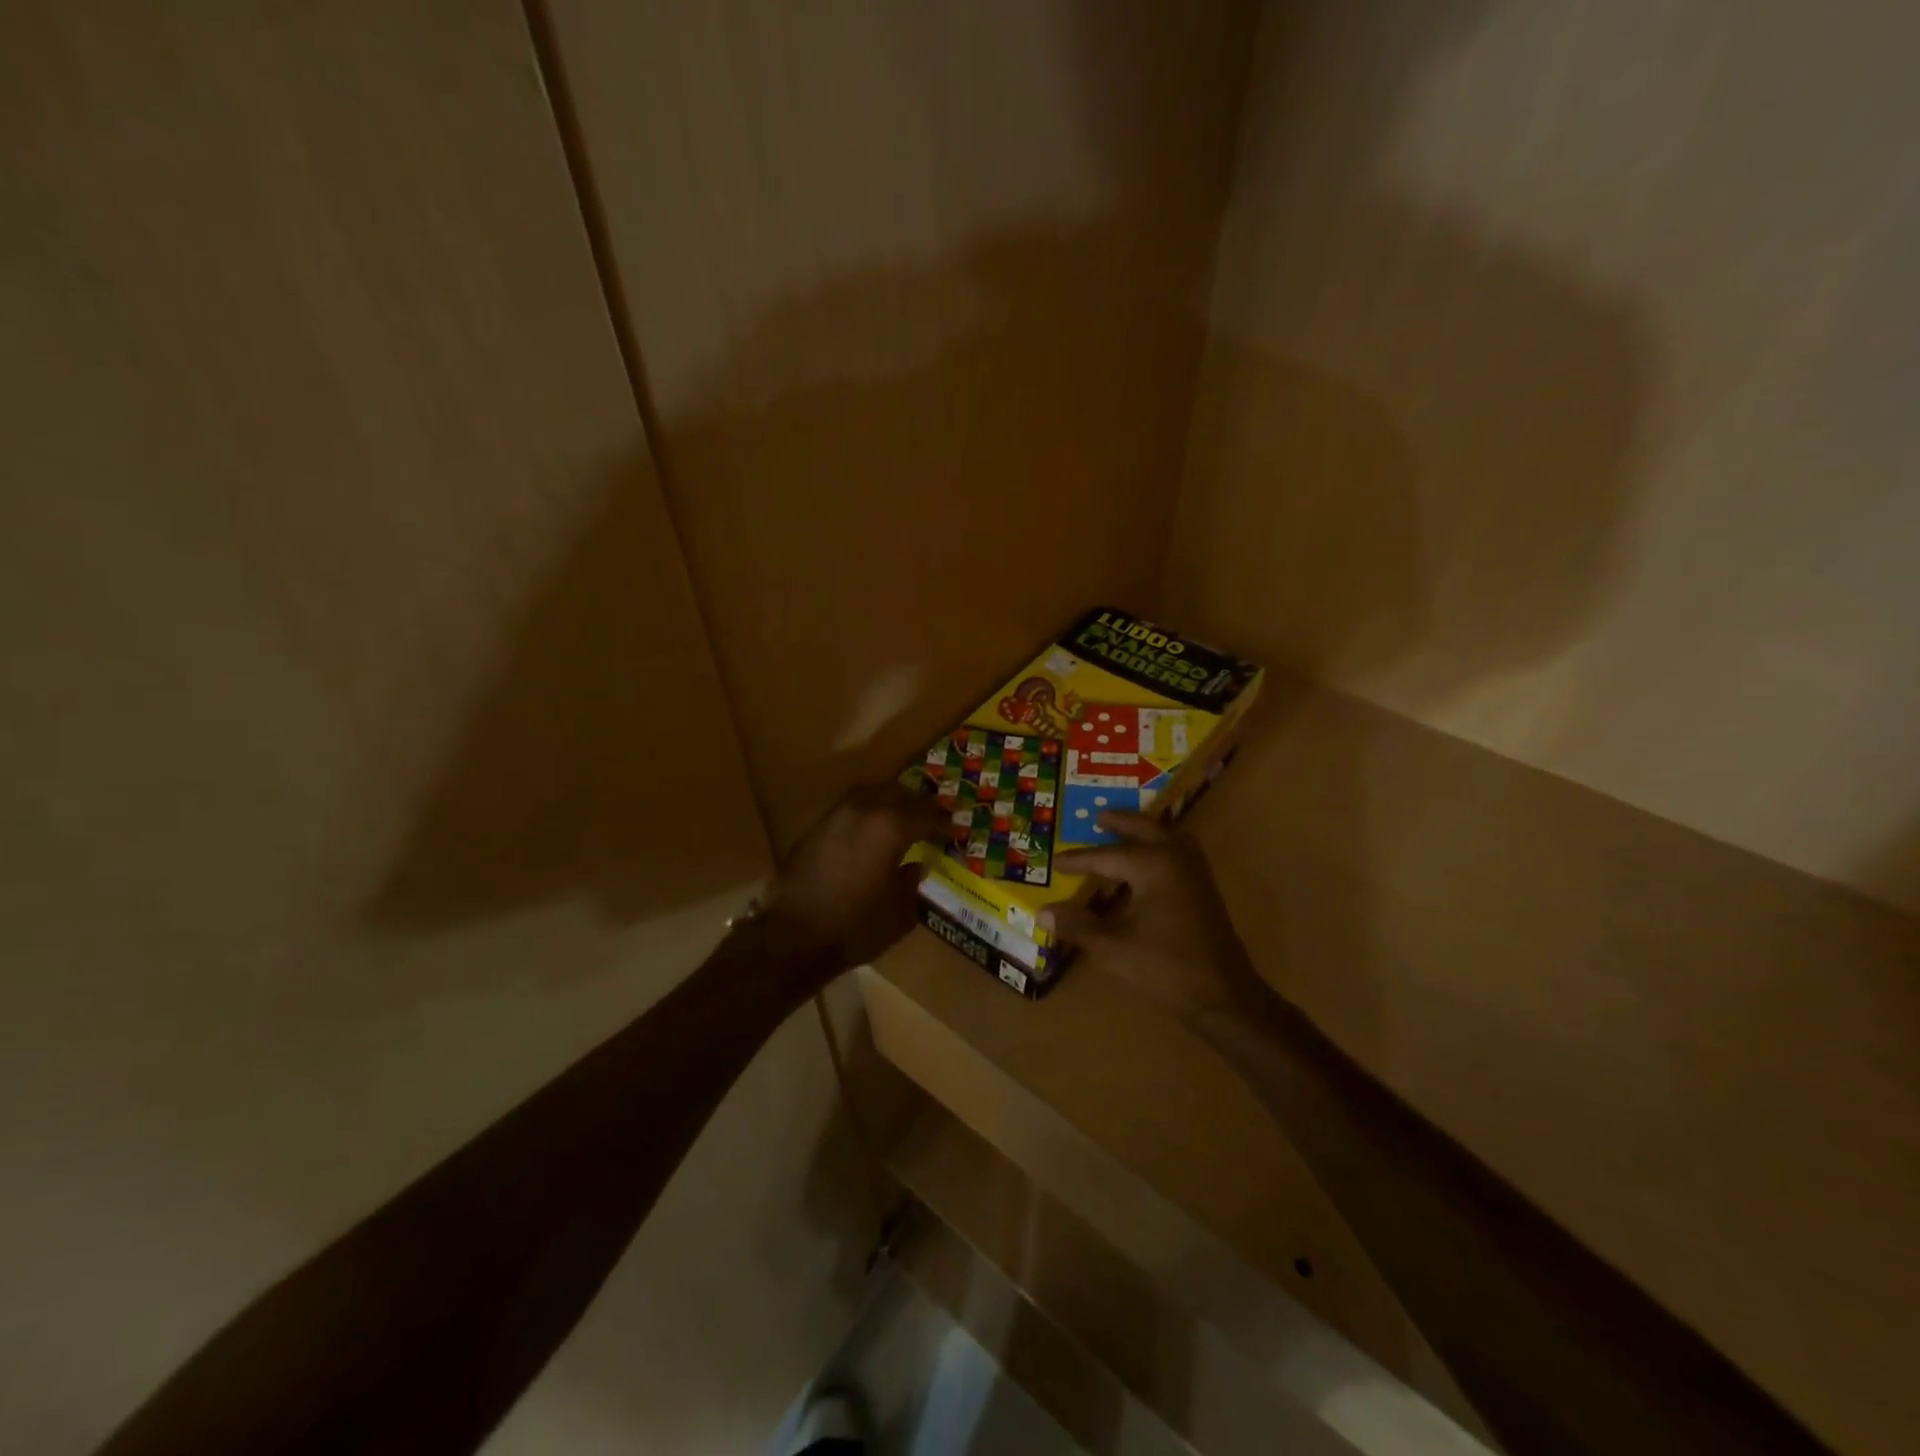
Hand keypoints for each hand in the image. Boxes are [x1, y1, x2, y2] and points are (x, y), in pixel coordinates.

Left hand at [761, 783, 950, 972]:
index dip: (943, 821)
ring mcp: (836, 816)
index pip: (926, 814)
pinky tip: (872, 830)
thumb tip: (915, 866)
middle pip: (898, 792)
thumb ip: (912, 883)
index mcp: (891, 827)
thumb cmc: (856, 926)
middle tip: (931, 817)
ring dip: (890, 801)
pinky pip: (851, 808)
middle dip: (918, 803)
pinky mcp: (817, 828)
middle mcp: (864, 811)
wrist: (794, 936)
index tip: (954, 828)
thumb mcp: (900, 912)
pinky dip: (868, 812)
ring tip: (902, 818)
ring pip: (871, 793)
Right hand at [1044, 813, 1261, 1022]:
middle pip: (1144, 828)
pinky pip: (1178, 850)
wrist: (1223, 994)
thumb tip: (1043, 912)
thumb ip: (1078, 926)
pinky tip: (1149, 860)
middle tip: (1098, 817)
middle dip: (1120, 822)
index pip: (1106, 856)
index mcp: (1153, 865)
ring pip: (1166, 835)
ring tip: (1123, 830)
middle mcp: (1175, 857)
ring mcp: (1195, 870)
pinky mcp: (1204, 887)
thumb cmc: (1165, 967)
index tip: (1055, 862)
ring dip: (1143, 829)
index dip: (1078, 860)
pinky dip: (1160, 844)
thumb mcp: (1113, 948)